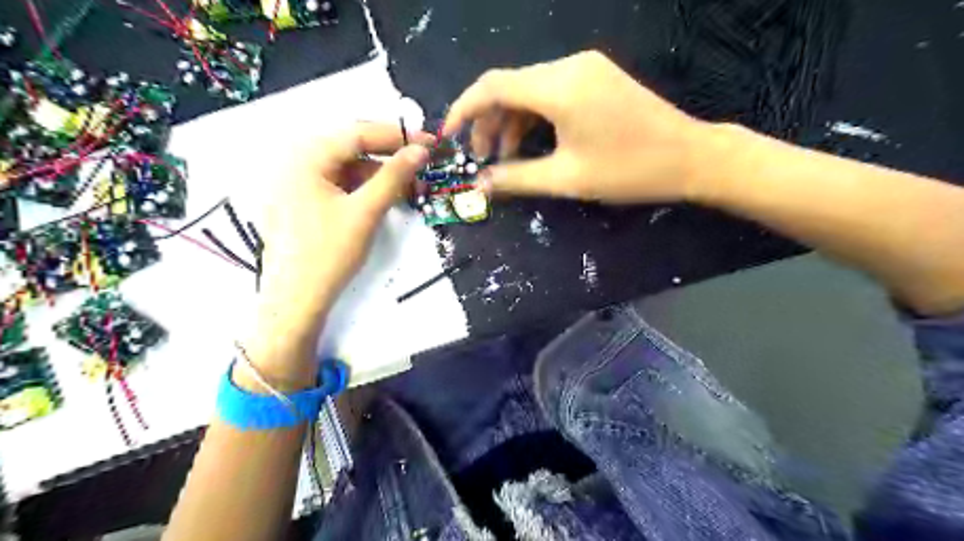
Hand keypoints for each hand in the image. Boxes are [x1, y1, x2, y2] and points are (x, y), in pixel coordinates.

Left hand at [253, 123, 430, 339]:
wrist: (297, 299)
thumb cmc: (328, 253)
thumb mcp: (365, 212)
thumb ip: (393, 177)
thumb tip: (420, 150)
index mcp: (306, 157)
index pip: (357, 134)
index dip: (396, 136)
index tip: (429, 142)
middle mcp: (297, 162)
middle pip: (351, 149)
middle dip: (389, 155)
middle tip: (421, 163)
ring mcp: (298, 183)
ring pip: (347, 168)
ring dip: (379, 174)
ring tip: (409, 185)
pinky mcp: (304, 201)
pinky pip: (339, 184)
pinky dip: (364, 188)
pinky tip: (384, 197)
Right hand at [449, 49, 709, 202]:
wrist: (692, 157)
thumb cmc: (630, 170)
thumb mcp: (567, 178)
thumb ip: (517, 179)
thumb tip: (480, 185)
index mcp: (559, 86)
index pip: (493, 86)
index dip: (464, 109)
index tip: (448, 135)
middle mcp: (569, 66)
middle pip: (510, 87)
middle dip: (489, 123)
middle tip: (484, 159)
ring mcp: (586, 69)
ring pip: (530, 91)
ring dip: (512, 123)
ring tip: (507, 159)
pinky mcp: (596, 79)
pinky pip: (551, 93)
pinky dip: (535, 118)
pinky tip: (534, 144)